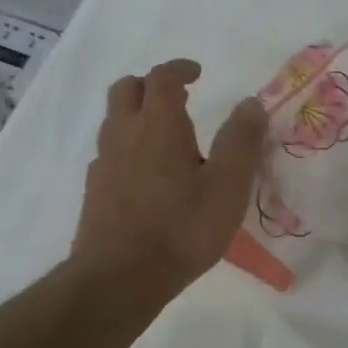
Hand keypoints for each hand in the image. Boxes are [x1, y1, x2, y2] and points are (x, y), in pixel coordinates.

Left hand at [70, 59, 265, 303]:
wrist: (120, 278)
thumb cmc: (182, 228)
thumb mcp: (228, 186)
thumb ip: (241, 141)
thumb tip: (251, 104)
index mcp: (159, 126)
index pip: (162, 78)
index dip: (179, 69)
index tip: (197, 73)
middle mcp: (124, 135)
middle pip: (126, 90)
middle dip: (151, 85)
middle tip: (178, 98)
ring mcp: (104, 163)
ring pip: (114, 120)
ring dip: (138, 115)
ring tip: (168, 138)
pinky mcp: (95, 190)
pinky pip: (110, 152)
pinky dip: (129, 147)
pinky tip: (148, 175)